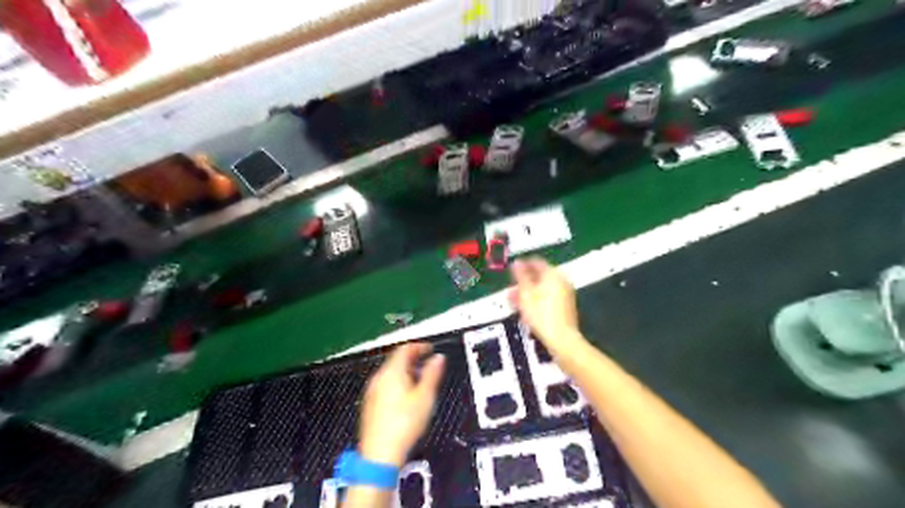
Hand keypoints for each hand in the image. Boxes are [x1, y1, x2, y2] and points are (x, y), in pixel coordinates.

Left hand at [360, 342, 446, 468]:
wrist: (380, 454)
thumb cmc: (404, 424)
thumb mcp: (425, 396)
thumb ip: (432, 374)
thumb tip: (438, 358)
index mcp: (392, 371)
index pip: (405, 349)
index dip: (420, 347)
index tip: (431, 349)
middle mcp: (379, 378)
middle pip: (396, 360)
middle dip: (413, 359)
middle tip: (428, 364)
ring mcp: (372, 391)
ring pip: (391, 372)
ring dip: (406, 371)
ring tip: (421, 380)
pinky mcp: (370, 404)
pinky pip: (385, 385)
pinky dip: (397, 383)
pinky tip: (406, 396)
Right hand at [507, 257, 579, 348]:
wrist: (561, 338)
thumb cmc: (541, 314)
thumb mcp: (525, 293)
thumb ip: (520, 276)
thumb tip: (517, 263)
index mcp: (553, 274)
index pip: (536, 262)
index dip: (522, 266)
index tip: (511, 271)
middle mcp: (561, 281)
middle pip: (539, 276)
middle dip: (523, 282)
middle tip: (511, 289)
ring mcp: (565, 294)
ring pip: (542, 288)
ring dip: (528, 292)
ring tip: (515, 301)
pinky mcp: (565, 307)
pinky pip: (548, 298)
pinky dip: (536, 300)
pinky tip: (526, 309)